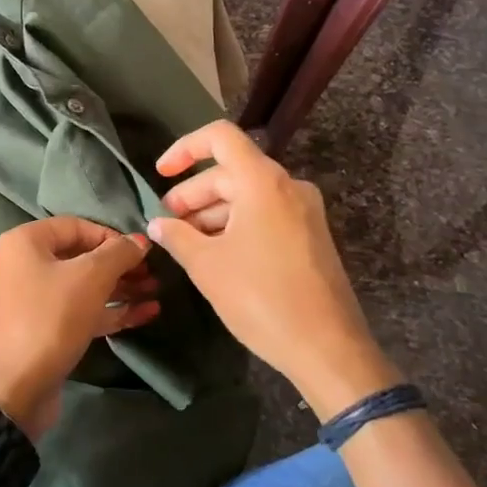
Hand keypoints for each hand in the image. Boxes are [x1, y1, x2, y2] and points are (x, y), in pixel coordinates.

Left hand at [0, 217, 158, 437]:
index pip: (76, 226)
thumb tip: (140, 240)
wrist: (14, 390)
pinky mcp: (42, 330)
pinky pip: (79, 311)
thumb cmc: (50, 319)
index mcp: (25, 242)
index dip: (112, 236)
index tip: (141, 252)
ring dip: (120, 289)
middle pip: (80, 257)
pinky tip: (145, 314)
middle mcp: (23, 265)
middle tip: (153, 274)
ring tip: (156, 293)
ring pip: (82, 287)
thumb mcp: (90, 278)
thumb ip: (118, 254)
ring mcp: (31, 300)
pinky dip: (108, 311)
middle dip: (120, 266)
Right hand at [148, 120, 397, 417]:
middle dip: (193, 193)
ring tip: (186, 242)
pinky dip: (237, 224)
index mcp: (263, 181)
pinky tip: (216, 253)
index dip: (184, 149)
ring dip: (213, 212)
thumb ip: (177, 236)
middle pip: (231, 171)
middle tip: (167, 221)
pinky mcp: (311, 237)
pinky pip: (266, 215)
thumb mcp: (207, 266)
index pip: (220, 138)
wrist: (328, 349)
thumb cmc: (261, 298)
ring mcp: (304, 212)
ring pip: (248, 195)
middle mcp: (288, 186)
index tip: (160, 174)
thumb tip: (158, 224)